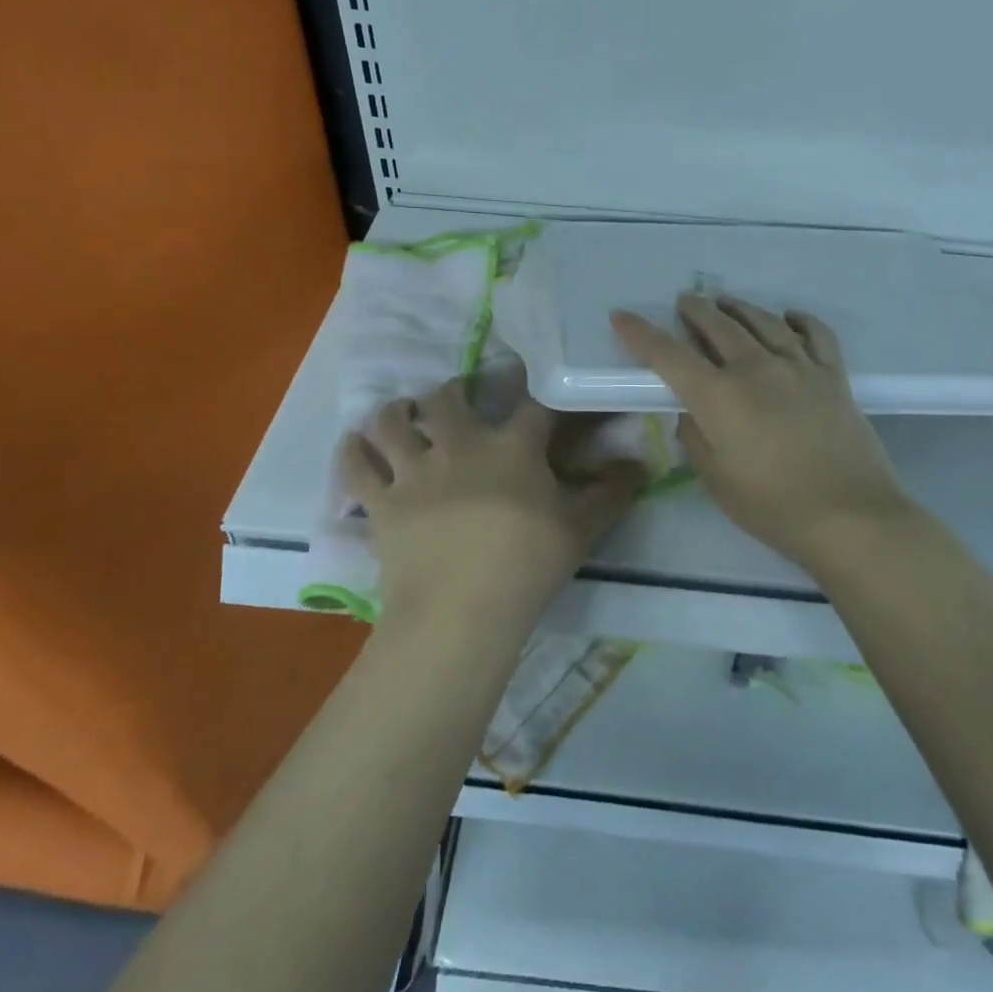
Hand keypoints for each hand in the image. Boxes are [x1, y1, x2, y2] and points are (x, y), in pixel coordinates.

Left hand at [341, 369, 645, 633]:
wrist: (462, 610)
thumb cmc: (527, 565)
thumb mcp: (581, 529)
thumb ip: (611, 493)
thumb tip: (641, 464)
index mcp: (511, 447)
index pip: (532, 404)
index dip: (539, 389)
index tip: (540, 382)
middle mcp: (459, 445)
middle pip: (447, 398)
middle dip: (452, 392)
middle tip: (455, 399)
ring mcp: (414, 471)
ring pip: (392, 422)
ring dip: (396, 412)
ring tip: (401, 414)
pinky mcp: (382, 502)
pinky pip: (355, 467)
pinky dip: (351, 451)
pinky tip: (353, 443)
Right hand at [612, 296, 915, 573]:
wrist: (848, 515)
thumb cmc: (772, 506)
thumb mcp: (715, 479)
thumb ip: (695, 437)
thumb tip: (692, 410)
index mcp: (719, 396)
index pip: (669, 355)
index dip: (641, 334)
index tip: (621, 316)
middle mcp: (756, 369)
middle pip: (719, 326)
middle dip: (695, 310)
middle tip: (685, 301)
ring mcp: (799, 367)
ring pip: (764, 321)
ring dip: (739, 308)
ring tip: (726, 302)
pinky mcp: (833, 376)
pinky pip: (816, 333)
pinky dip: (799, 320)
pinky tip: (789, 317)